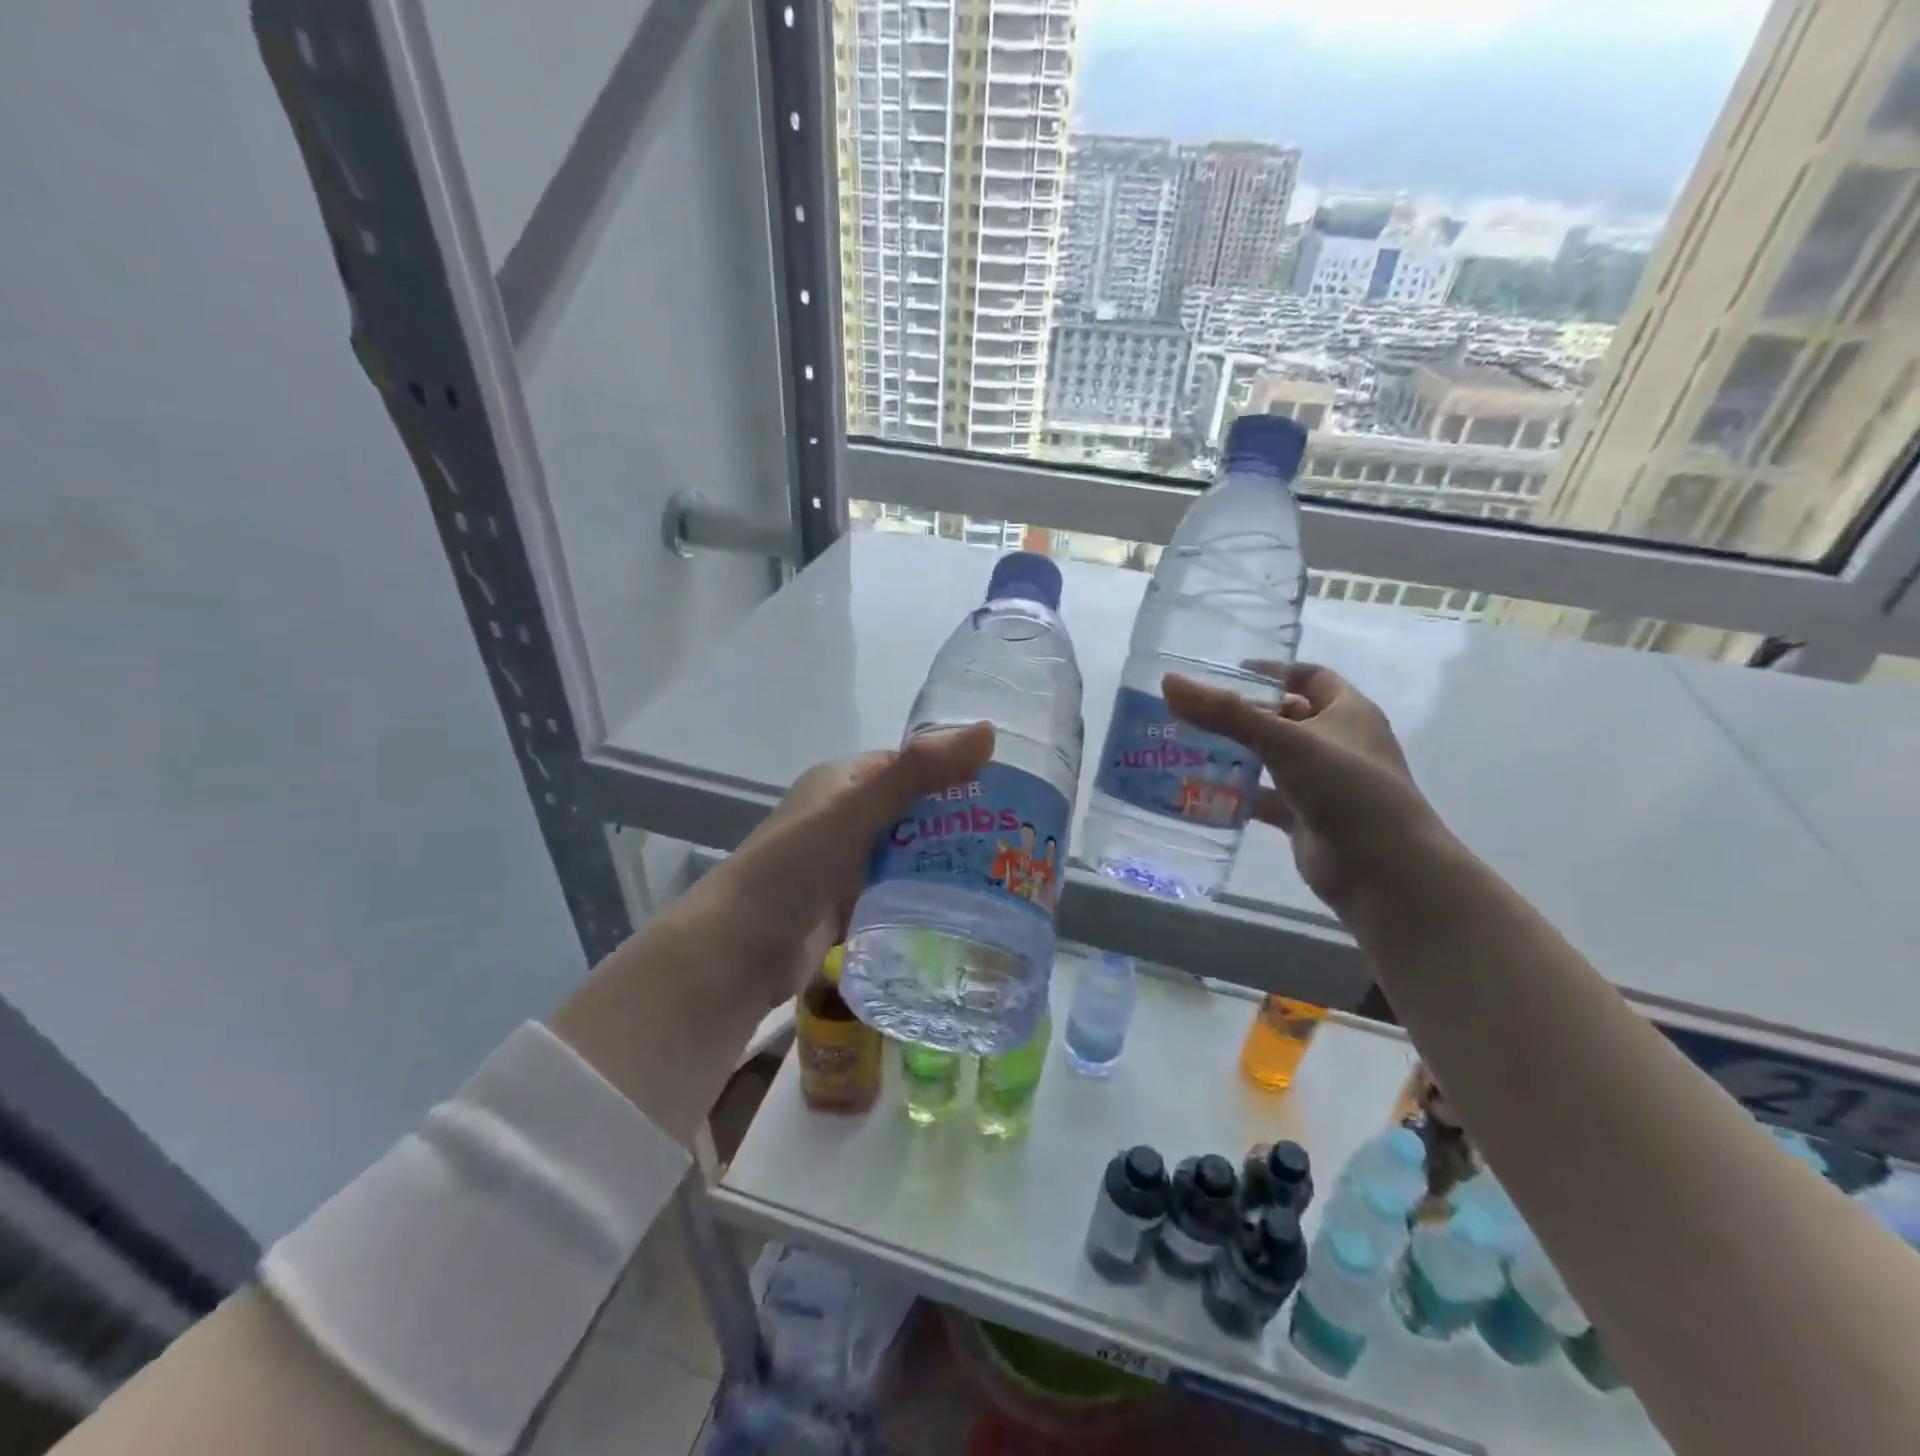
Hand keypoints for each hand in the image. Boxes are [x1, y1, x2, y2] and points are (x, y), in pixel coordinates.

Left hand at [683, 724, 995, 1007]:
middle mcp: (844, 817)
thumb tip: (988, 732)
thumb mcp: (855, 810)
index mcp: (843, 782)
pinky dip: (925, 896)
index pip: (911, 767)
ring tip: (1004, 875)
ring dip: (945, 862)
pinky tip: (966, 908)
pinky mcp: (848, 905)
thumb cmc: (793, 867)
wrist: (738, 951)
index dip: (955, 773)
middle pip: (914, 812)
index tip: (1008, 793)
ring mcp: (845, 864)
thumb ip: (917, 773)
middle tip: (1015, 842)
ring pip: (908, 855)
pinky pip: (897, 892)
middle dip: (958, 823)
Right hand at [1164, 663, 1442, 909]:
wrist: (1382, 870)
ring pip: (1271, 758)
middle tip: (1194, 710)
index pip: (1308, 677)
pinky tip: (1200, 790)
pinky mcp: (1304, 816)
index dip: (1272, 671)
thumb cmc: (1345, 787)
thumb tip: (1169, 682)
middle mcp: (1337, 742)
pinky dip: (1237, 793)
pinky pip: (1264, 797)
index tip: (1227, 672)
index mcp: (1348, 711)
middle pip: (1285, 717)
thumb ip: (1225, 713)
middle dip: (1243, 713)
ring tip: (1186, 744)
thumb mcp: (1284, 741)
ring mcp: (1321, 782)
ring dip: (1236, 753)